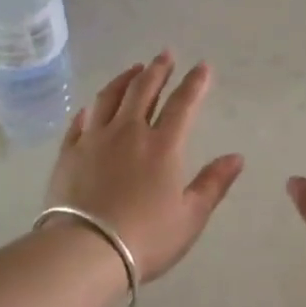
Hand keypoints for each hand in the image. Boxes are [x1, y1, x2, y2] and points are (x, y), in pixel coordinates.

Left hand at [47, 52, 245, 281]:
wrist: (86, 251)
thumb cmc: (146, 238)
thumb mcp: (191, 217)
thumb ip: (214, 183)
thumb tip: (236, 157)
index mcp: (163, 146)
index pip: (183, 104)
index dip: (195, 83)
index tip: (202, 66)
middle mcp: (128, 132)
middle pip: (143, 90)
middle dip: (158, 70)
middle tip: (165, 55)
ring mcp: (94, 139)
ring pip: (109, 97)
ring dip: (124, 79)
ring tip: (134, 69)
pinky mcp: (69, 152)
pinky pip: (80, 121)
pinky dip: (91, 108)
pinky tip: (93, 105)